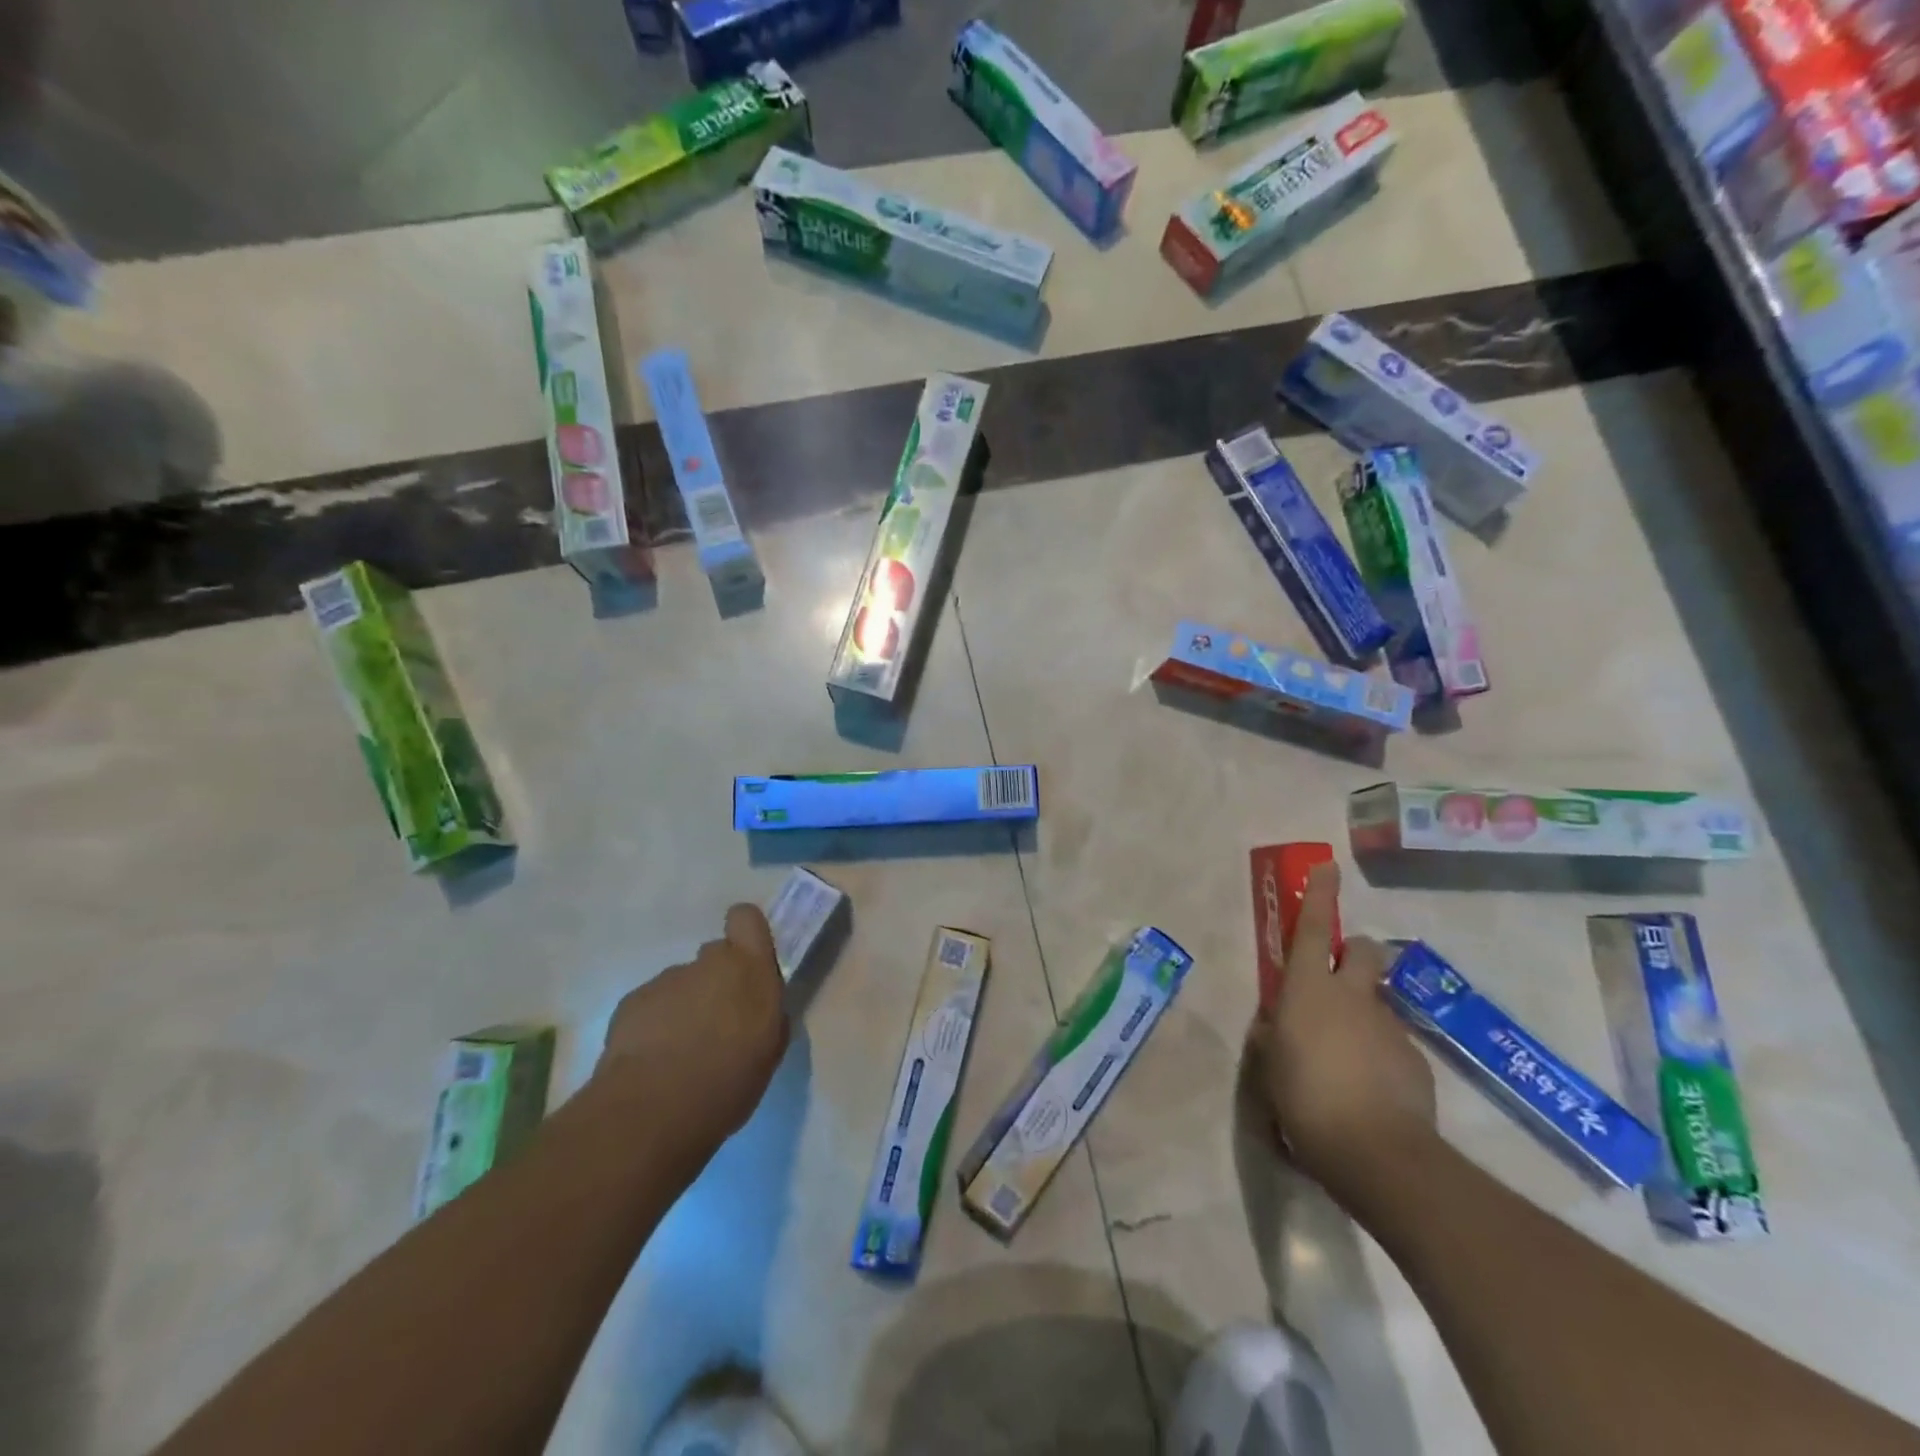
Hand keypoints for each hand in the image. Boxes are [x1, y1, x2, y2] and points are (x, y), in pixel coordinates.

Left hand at [596, 904, 789, 1152]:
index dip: (745, 933)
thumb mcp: (769, 1050)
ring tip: (679, 1053)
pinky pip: (651, 1005)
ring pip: (681, 984)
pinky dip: (654, 1025)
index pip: (746, 918)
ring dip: (684, 1008)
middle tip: (715, 1024)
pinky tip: (651, 1060)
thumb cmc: (728, 1081)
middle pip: (714, 956)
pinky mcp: (632, 1001)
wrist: (654, 1109)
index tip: (745, 962)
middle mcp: (709, 963)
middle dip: (715, 982)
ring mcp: (667, 979)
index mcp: (750, 969)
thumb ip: (766, 1014)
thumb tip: (754, 1007)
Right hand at [1251, 863, 1435, 1195]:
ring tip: (1346, 1059)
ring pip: (1376, 1001)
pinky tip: (1369, 1090)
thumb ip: (1273, 1038)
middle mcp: (1352, 997)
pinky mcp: (1415, 1060)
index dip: (1321, 895)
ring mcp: (1388, 1027)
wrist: (1378, 1154)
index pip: (1316, 929)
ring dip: (1362, 1014)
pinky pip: (1391, 1042)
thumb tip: (1277, 1027)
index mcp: (1309, 991)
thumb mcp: (1270, 1068)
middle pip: (1363, 950)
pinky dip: (1379, 1054)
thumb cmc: (1305, 1100)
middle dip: (1355, 951)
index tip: (1328, 867)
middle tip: (1338, 977)